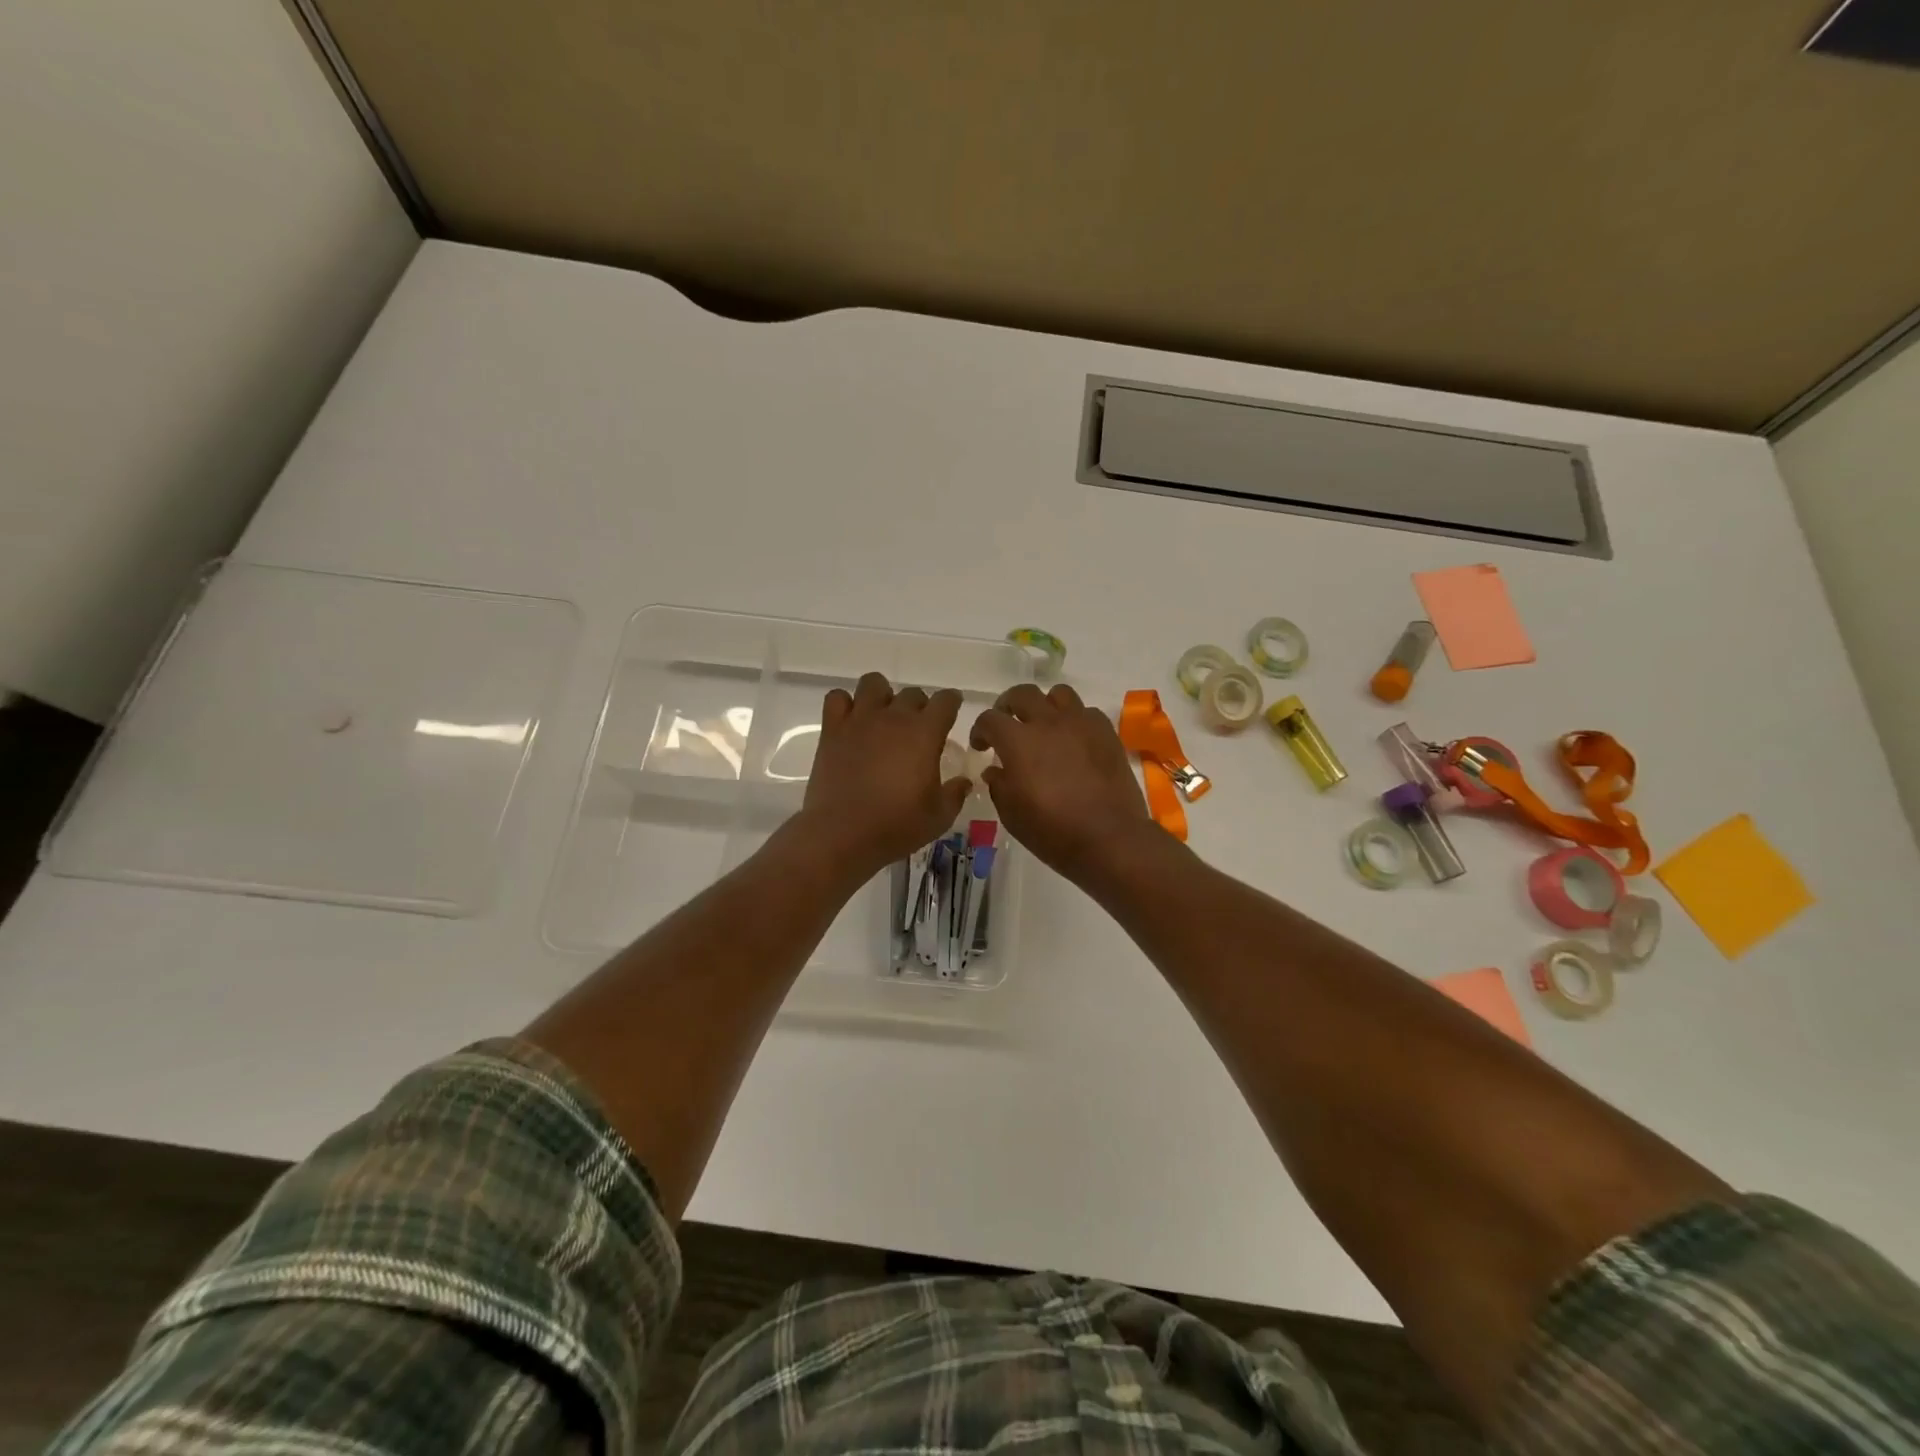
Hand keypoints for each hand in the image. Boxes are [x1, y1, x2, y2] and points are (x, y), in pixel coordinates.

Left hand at [801, 672, 971, 875]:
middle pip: (912, 693)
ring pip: (873, 683)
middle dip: (919, 706)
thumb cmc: (896, 826)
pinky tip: (851, 722)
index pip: (946, 700)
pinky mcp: (832, 730)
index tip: (951, 711)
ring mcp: (860, 720)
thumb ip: (955, 793)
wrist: (842, 835)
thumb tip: (963, 781)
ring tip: (882, 718)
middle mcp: (893, 717)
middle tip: (916, 730)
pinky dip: (845, 704)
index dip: (951, 703)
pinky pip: (836, 698)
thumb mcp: (939, 817)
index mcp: (925, 733)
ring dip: (882, 696)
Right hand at [970, 683, 1151, 880]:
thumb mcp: (1012, 815)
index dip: (980, 730)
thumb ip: (999, 785)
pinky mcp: (1107, 733)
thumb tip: (995, 769)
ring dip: (1045, 705)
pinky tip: (1074, 740)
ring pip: (1058, 694)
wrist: (1110, 839)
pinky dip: (1075, 720)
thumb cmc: (1053, 832)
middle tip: (1007, 724)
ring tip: (1044, 725)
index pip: (990, 719)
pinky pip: (1087, 712)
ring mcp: (1081, 724)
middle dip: (1008, 706)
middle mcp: (1048, 722)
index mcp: (1018, 741)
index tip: (982, 746)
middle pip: (1022, 694)